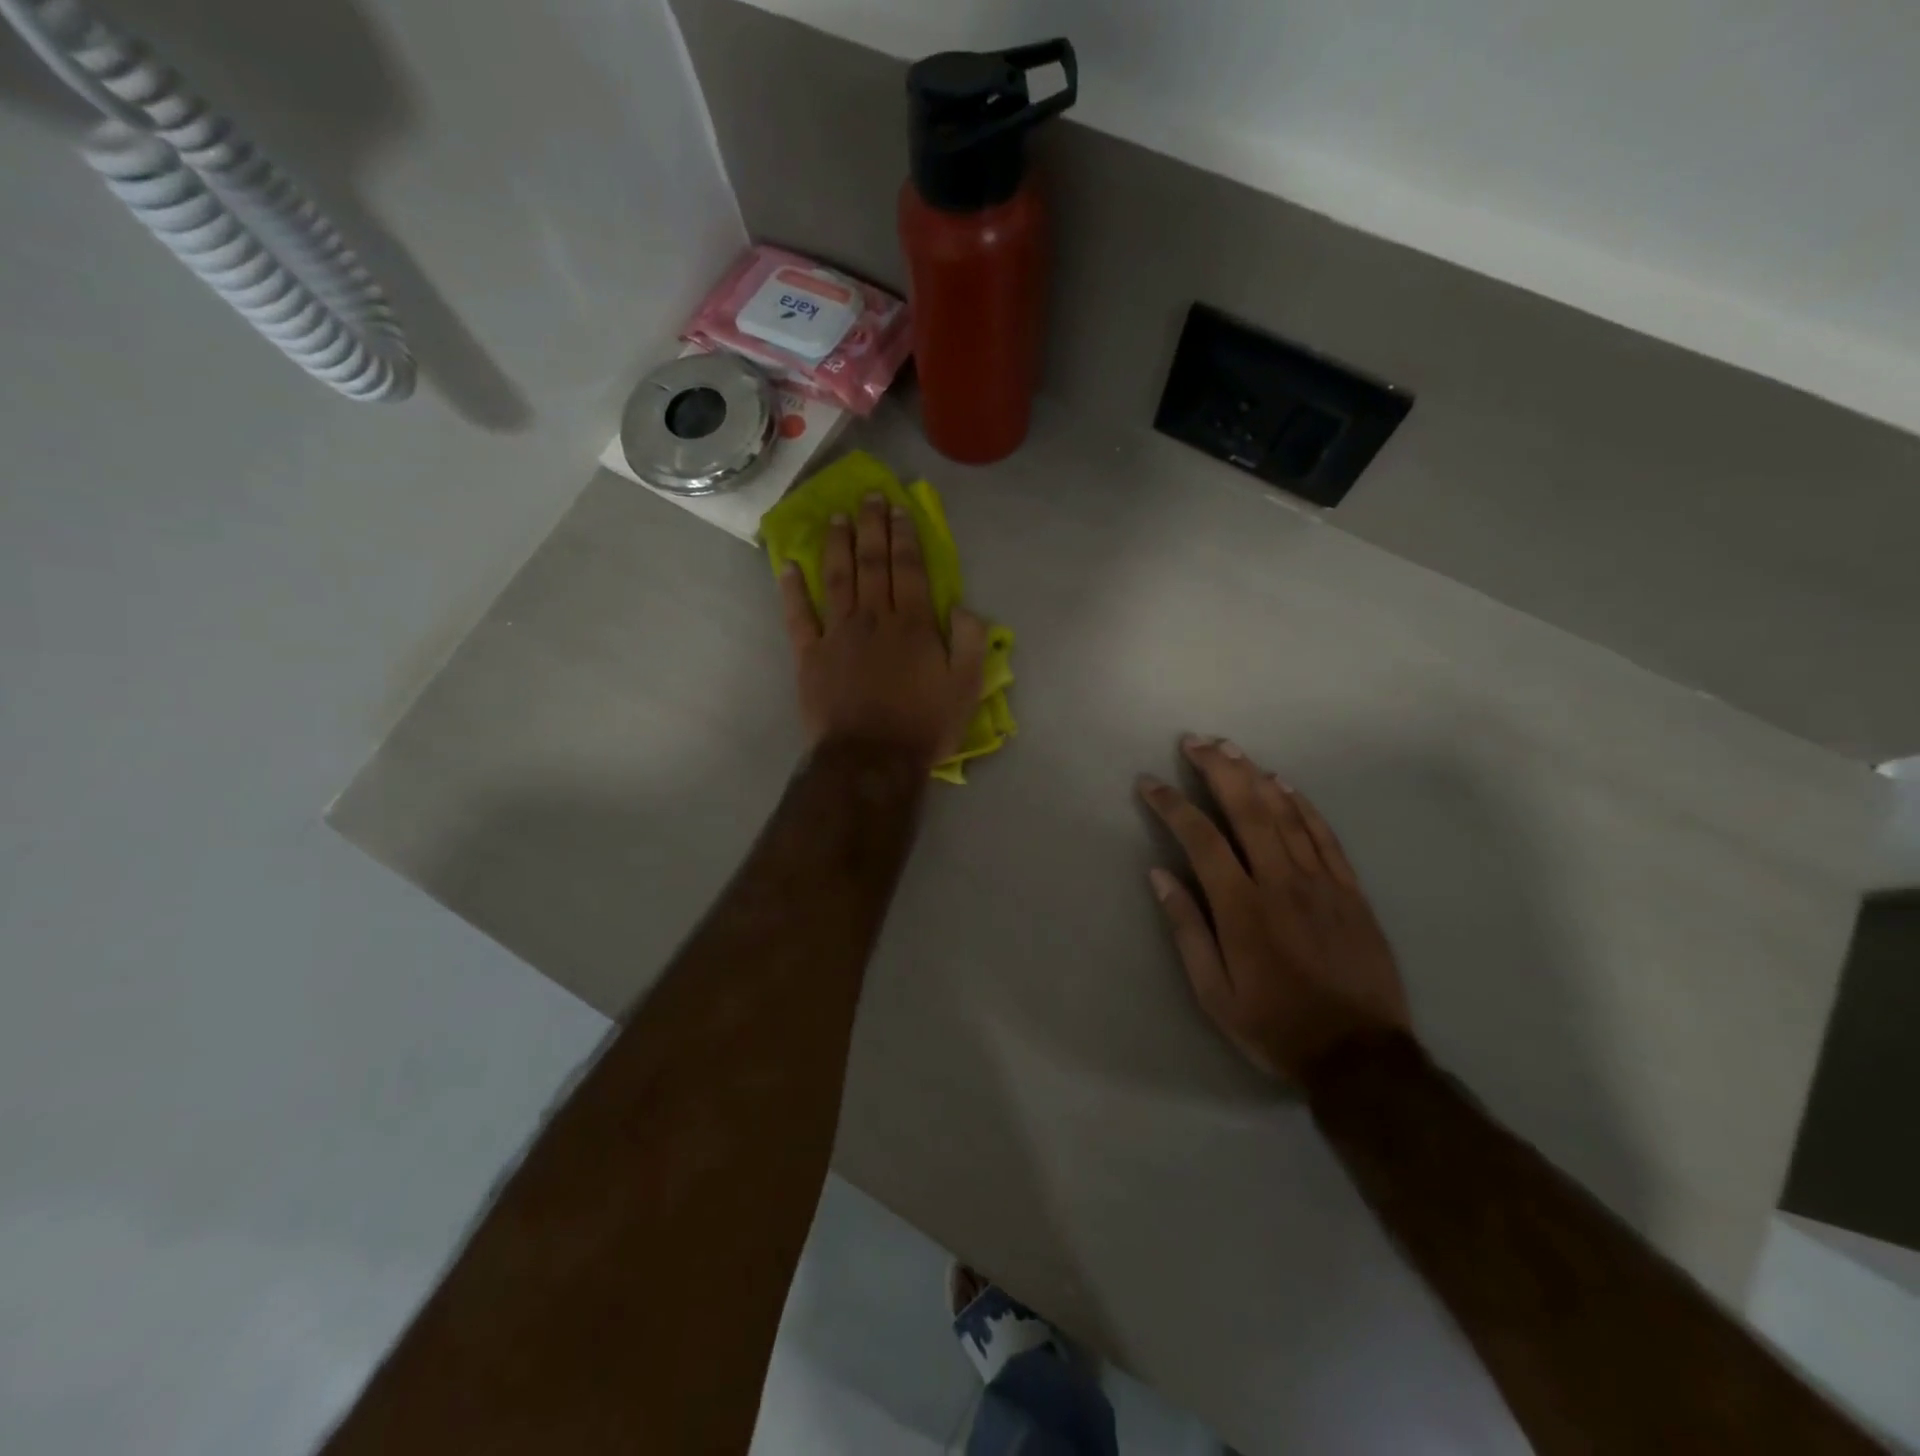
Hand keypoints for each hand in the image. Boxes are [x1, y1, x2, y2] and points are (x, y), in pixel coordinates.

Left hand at [780, 493, 986, 770]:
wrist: (870, 760)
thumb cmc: (922, 726)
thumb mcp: (966, 688)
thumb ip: (970, 643)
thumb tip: (964, 608)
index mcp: (913, 624)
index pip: (909, 569)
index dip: (904, 536)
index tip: (898, 509)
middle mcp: (874, 618)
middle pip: (872, 563)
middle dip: (871, 527)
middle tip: (868, 497)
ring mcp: (838, 635)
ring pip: (837, 579)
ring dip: (837, 545)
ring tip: (836, 517)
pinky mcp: (810, 656)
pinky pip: (798, 616)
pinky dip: (792, 590)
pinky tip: (788, 566)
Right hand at [1138, 736, 1410, 1084]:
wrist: (1361, 1058)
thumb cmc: (1275, 1026)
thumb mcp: (1214, 993)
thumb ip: (1186, 929)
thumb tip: (1159, 875)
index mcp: (1242, 908)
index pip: (1200, 839)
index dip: (1172, 805)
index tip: (1149, 783)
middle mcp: (1281, 883)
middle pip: (1248, 810)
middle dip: (1218, 770)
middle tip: (1195, 741)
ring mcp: (1321, 883)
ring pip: (1286, 814)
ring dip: (1256, 776)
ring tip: (1231, 749)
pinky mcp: (1351, 891)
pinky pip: (1325, 836)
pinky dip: (1304, 805)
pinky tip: (1286, 784)